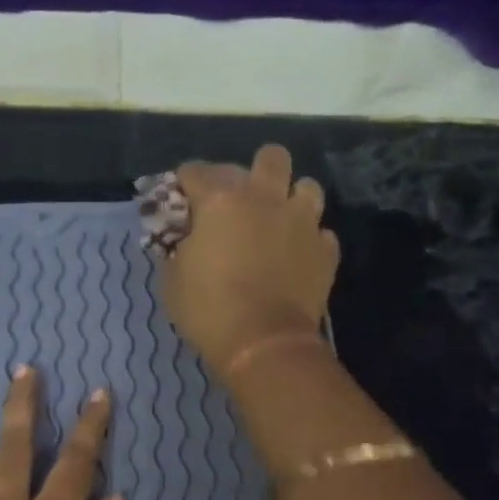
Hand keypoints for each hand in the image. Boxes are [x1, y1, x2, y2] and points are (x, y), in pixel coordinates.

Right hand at [161, 144, 339, 375]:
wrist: (264, 342)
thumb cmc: (209, 309)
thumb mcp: (173, 278)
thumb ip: (178, 247)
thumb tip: (184, 238)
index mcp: (222, 200)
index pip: (197, 171)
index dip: (185, 182)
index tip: (180, 197)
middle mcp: (266, 198)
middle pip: (270, 157)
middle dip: (254, 171)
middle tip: (241, 199)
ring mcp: (302, 222)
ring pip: (307, 187)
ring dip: (291, 199)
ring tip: (279, 221)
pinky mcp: (325, 250)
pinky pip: (321, 233)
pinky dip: (309, 240)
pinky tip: (297, 256)